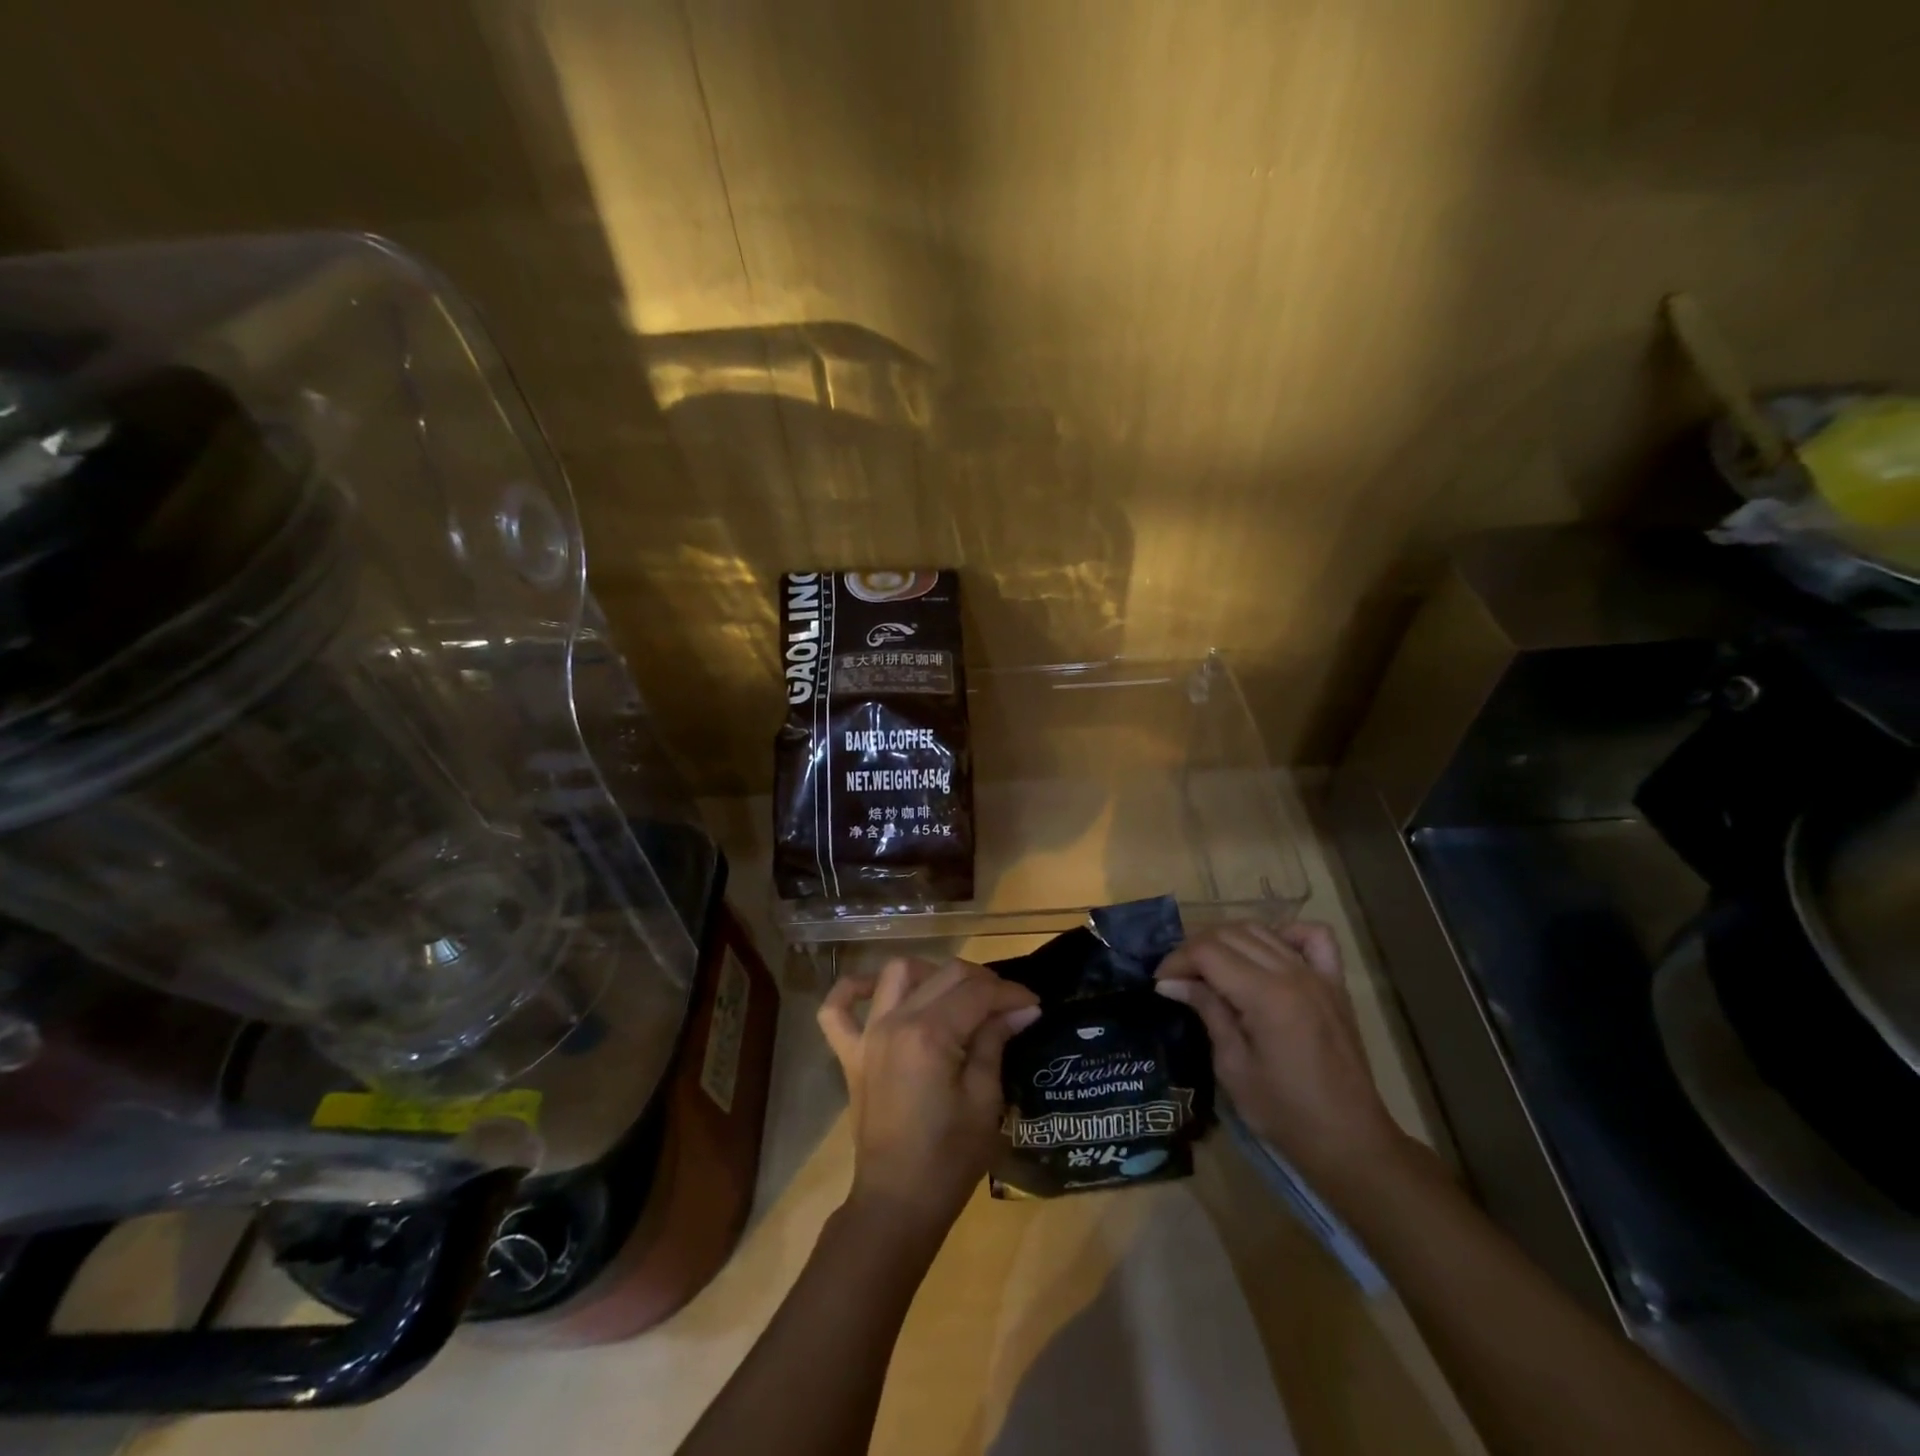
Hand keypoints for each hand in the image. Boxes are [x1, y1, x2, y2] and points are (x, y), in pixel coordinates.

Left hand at [818, 958, 1039, 1232]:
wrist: (897, 1203)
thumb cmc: (949, 1159)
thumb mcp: (985, 1101)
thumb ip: (995, 1043)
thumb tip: (1020, 1010)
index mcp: (930, 1034)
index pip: (978, 992)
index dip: (1011, 993)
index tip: (1033, 1004)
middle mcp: (895, 1021)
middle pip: (945, 974)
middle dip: (983, 981)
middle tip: (1007, 1004)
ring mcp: (867, 1035)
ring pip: (897, 973)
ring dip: (931, 973)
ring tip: (956, 995)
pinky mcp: (850, 1053)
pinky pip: (837, 1008)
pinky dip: (853, 990)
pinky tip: (877, 990)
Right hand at [1155, 922, 1408, 1188]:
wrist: (1350, 1142)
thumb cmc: (1285, 1113)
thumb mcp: (1232, 1067)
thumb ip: (1207, 1011)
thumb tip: (1170, 983)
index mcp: (1266, 995)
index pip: (1208, 952)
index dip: (1177, 960)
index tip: (1160, 983)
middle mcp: (1292, 973)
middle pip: (1231, 934)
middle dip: (1196, 949)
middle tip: (1178, 978)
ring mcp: (1318, 975)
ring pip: (1262, 930)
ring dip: (1228, 940)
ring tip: (1210, 967)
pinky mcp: (1335, 984)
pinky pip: (1313, 937)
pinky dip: (1285, 934)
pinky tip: (1267, 954)